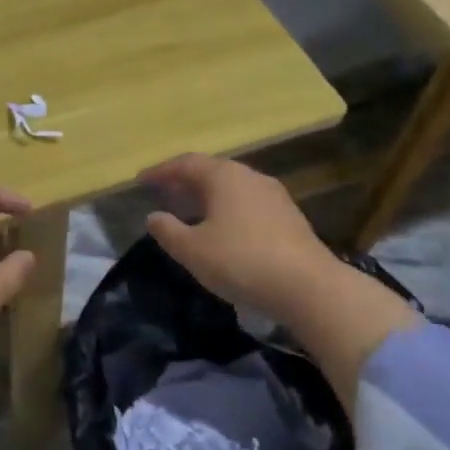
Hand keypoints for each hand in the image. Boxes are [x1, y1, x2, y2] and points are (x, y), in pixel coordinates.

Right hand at [142, 154, 345, 325]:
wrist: (308, 286)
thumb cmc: (241, 261)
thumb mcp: (193, 250)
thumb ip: (168, 230)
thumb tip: (153, 216)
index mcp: (224, 176)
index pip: (186, 163)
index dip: (161, 171)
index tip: (141, 180)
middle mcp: (250, 177)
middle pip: (211, 171)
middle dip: (185, 181)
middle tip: (164, 193)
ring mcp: (274, 196)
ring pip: (232, 188)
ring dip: (208, 196)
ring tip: (191, 212)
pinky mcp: (289, 217)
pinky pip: (248, 204)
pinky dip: (228, 210)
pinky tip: (223, 230)